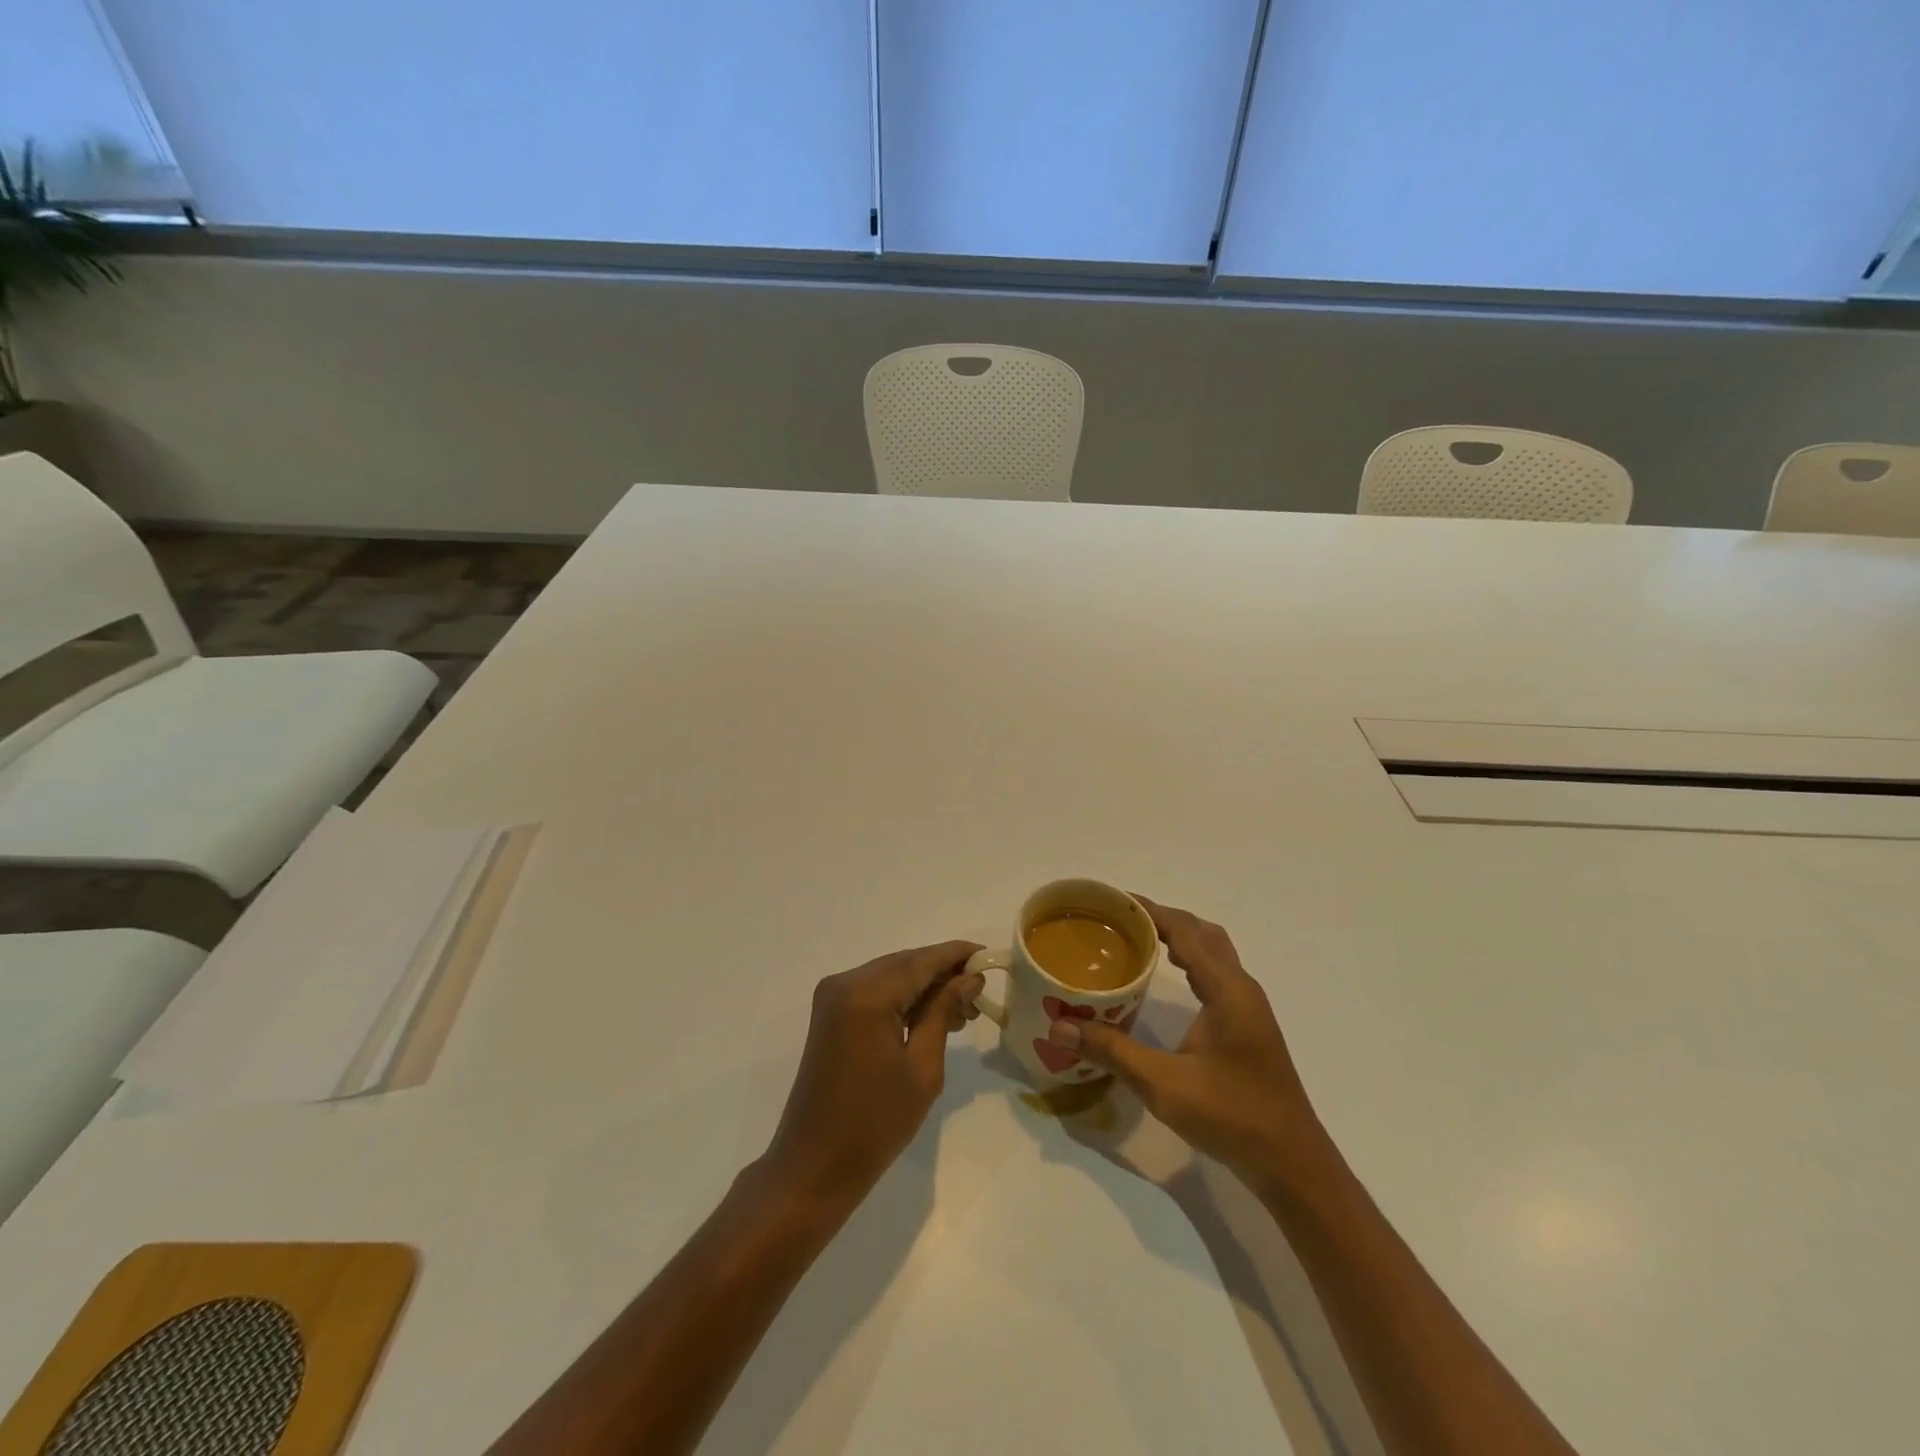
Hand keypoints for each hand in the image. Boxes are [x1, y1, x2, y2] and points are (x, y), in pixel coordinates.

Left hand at [761, 941, 983, 1209]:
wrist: (815, 1165)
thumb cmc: (876, 1123)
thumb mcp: (922, 1068)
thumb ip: (944, 1012)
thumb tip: (970, 978)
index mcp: (866, 994)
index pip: (921, 961)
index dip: (957, 955)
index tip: (989, 956)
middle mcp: (845, 982)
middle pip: (905, 963)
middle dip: (943, 972)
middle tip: (980, 991)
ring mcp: (833, 995)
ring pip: (891, 974)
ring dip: (925, 985)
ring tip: (963, 1010)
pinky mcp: (831, 1012)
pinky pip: (875, 990)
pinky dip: (903, 997)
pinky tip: (931, 1015)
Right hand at [1046, 898, 1324, 1187]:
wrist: (1292, 1163)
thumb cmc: (1232, 1116)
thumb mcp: (1164, 1085)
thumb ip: (1112, 1052)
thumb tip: (1059, 1028)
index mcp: (1226, 989)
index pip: (1184, 931)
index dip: (1149, 910)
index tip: (1112, 900)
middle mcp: (1241, 987)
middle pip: (1202, 932)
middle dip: (1162, 918)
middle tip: (1119, 919)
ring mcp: (1248, 1006)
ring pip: (1213, 952)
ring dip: (1179, 937)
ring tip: (1137, 938)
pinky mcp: (1248, 1024)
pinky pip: (1216, 972)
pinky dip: (1190, 959)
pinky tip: (1169, 976)